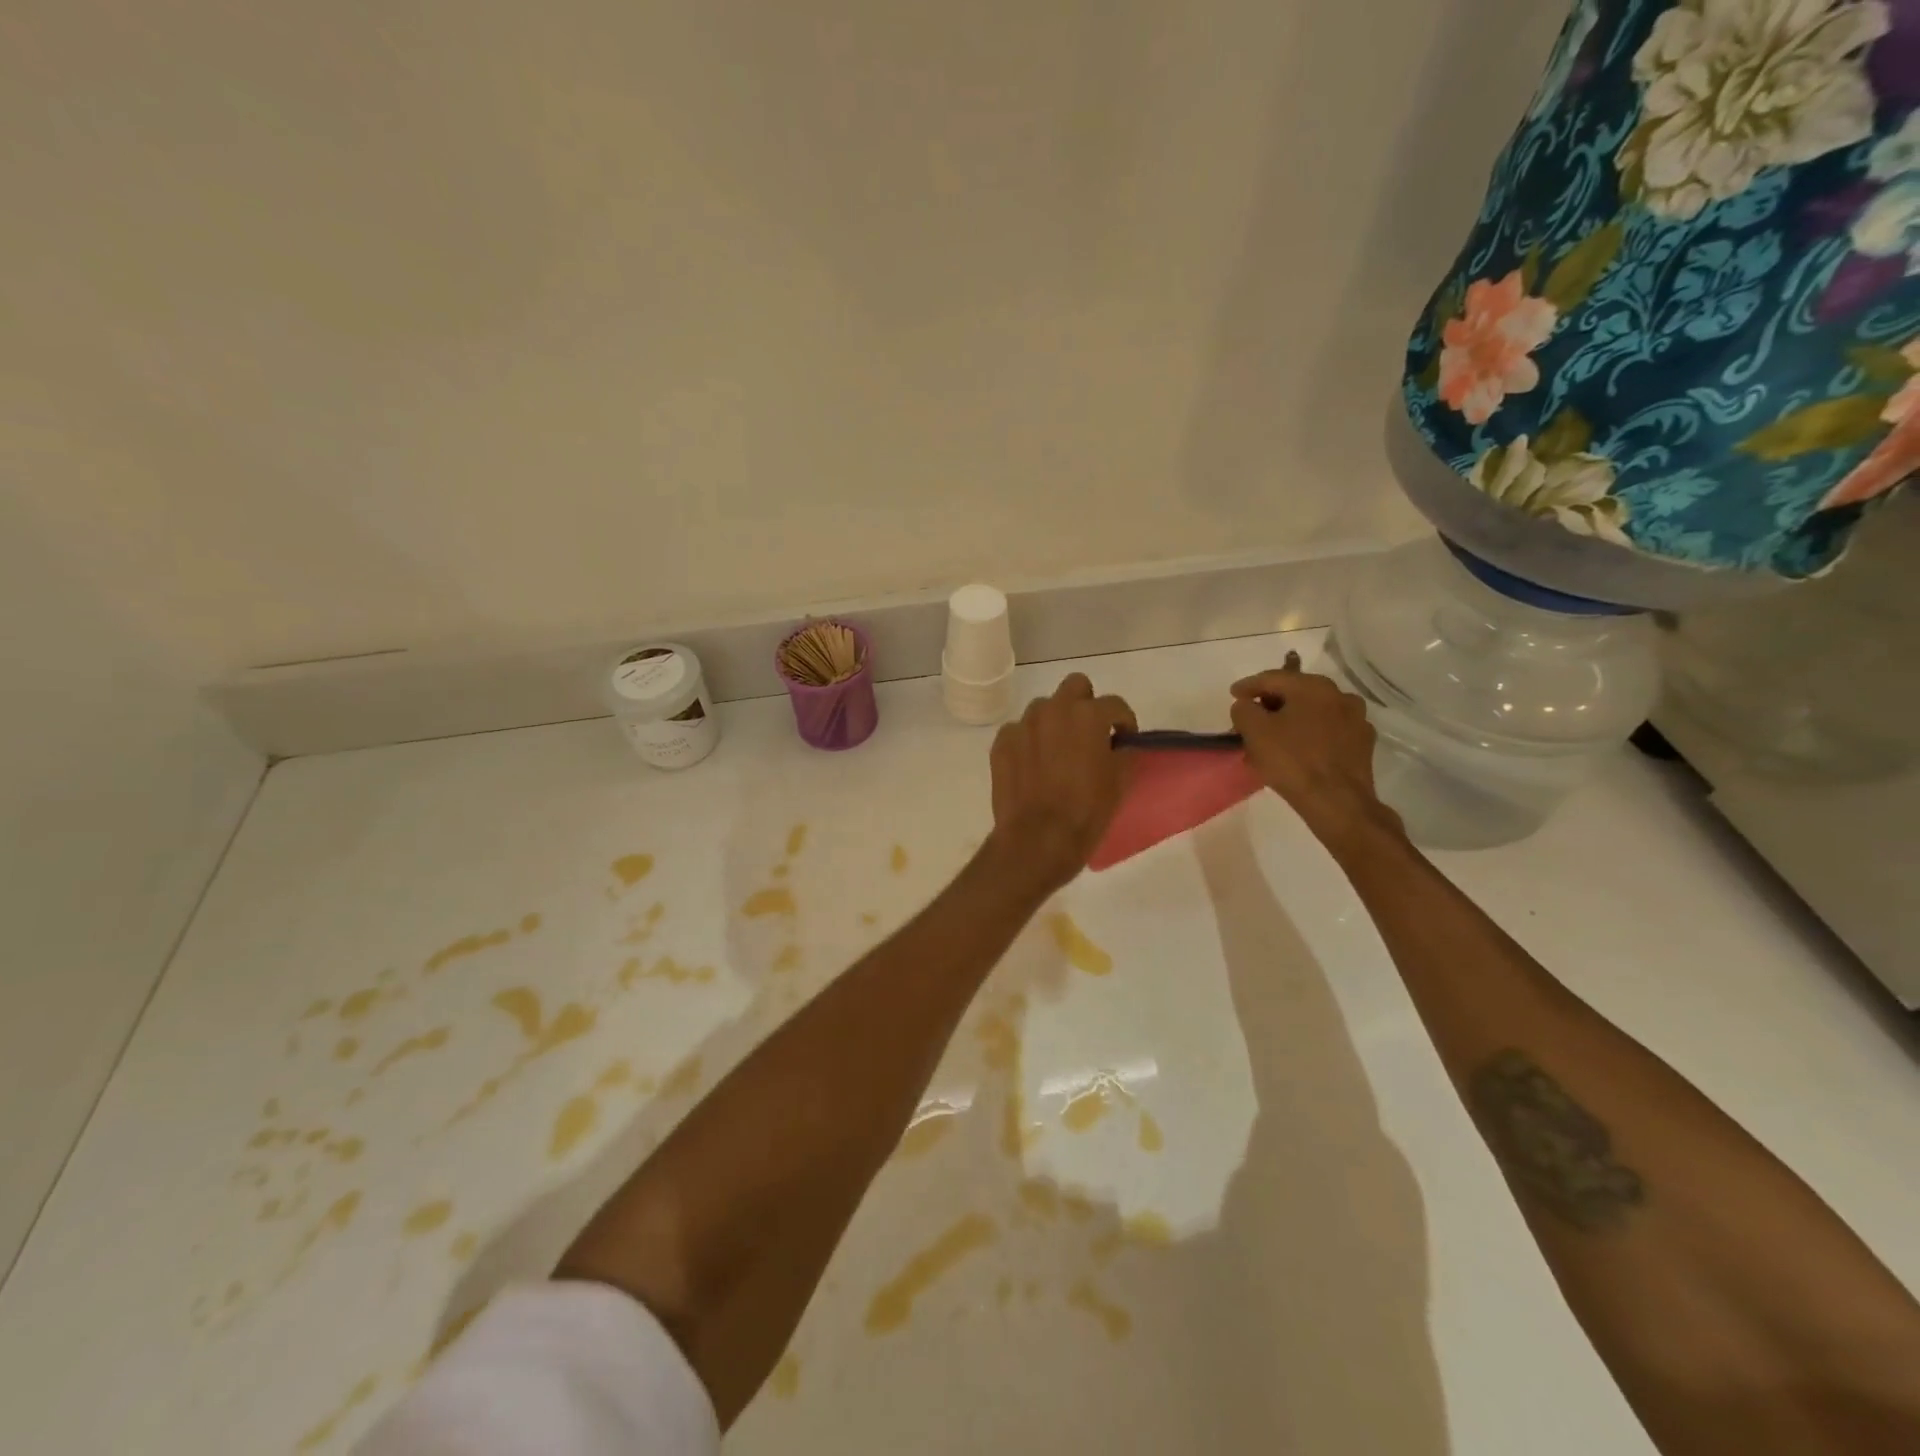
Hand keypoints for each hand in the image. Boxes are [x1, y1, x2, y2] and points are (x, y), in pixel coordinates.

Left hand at [986, 673, 1137, 892]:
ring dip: (1055, 722)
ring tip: (1058, 752)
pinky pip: (1019, 731)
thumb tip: (1120, 744)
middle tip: (1090, 733)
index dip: (1124, 721)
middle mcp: (1053, 709)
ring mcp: (1023, 724)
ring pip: (1044, 708)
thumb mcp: (1120, 781)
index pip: (1115, 704)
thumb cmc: (1086, 810)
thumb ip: (1124, 752)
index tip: (1124, 739)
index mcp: (1087, 715)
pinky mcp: (1001, 743)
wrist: (1038, 838)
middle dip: (1086, 703)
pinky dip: (1028, 741)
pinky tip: (1033, 766)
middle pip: (1075, 686)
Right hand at [1230, 652, 1402, 848]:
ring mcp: (1356, 720)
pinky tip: (1298, 754)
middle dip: (1271, 706)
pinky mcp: (1363, 745)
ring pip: (1313, 714)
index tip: (1233, 695)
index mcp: (1313, 687)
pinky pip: (1328, 733)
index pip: (1272, 678)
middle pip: (1295, 694)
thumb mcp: (1254, 731)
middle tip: (1252, 720)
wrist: (1338, 801)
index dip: (1248, 686)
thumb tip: (1247, 706)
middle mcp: (1340, 696)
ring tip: (1273, 741)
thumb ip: (1244, 710)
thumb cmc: (1292, 760)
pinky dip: (1310, 737)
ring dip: (1291, 722)